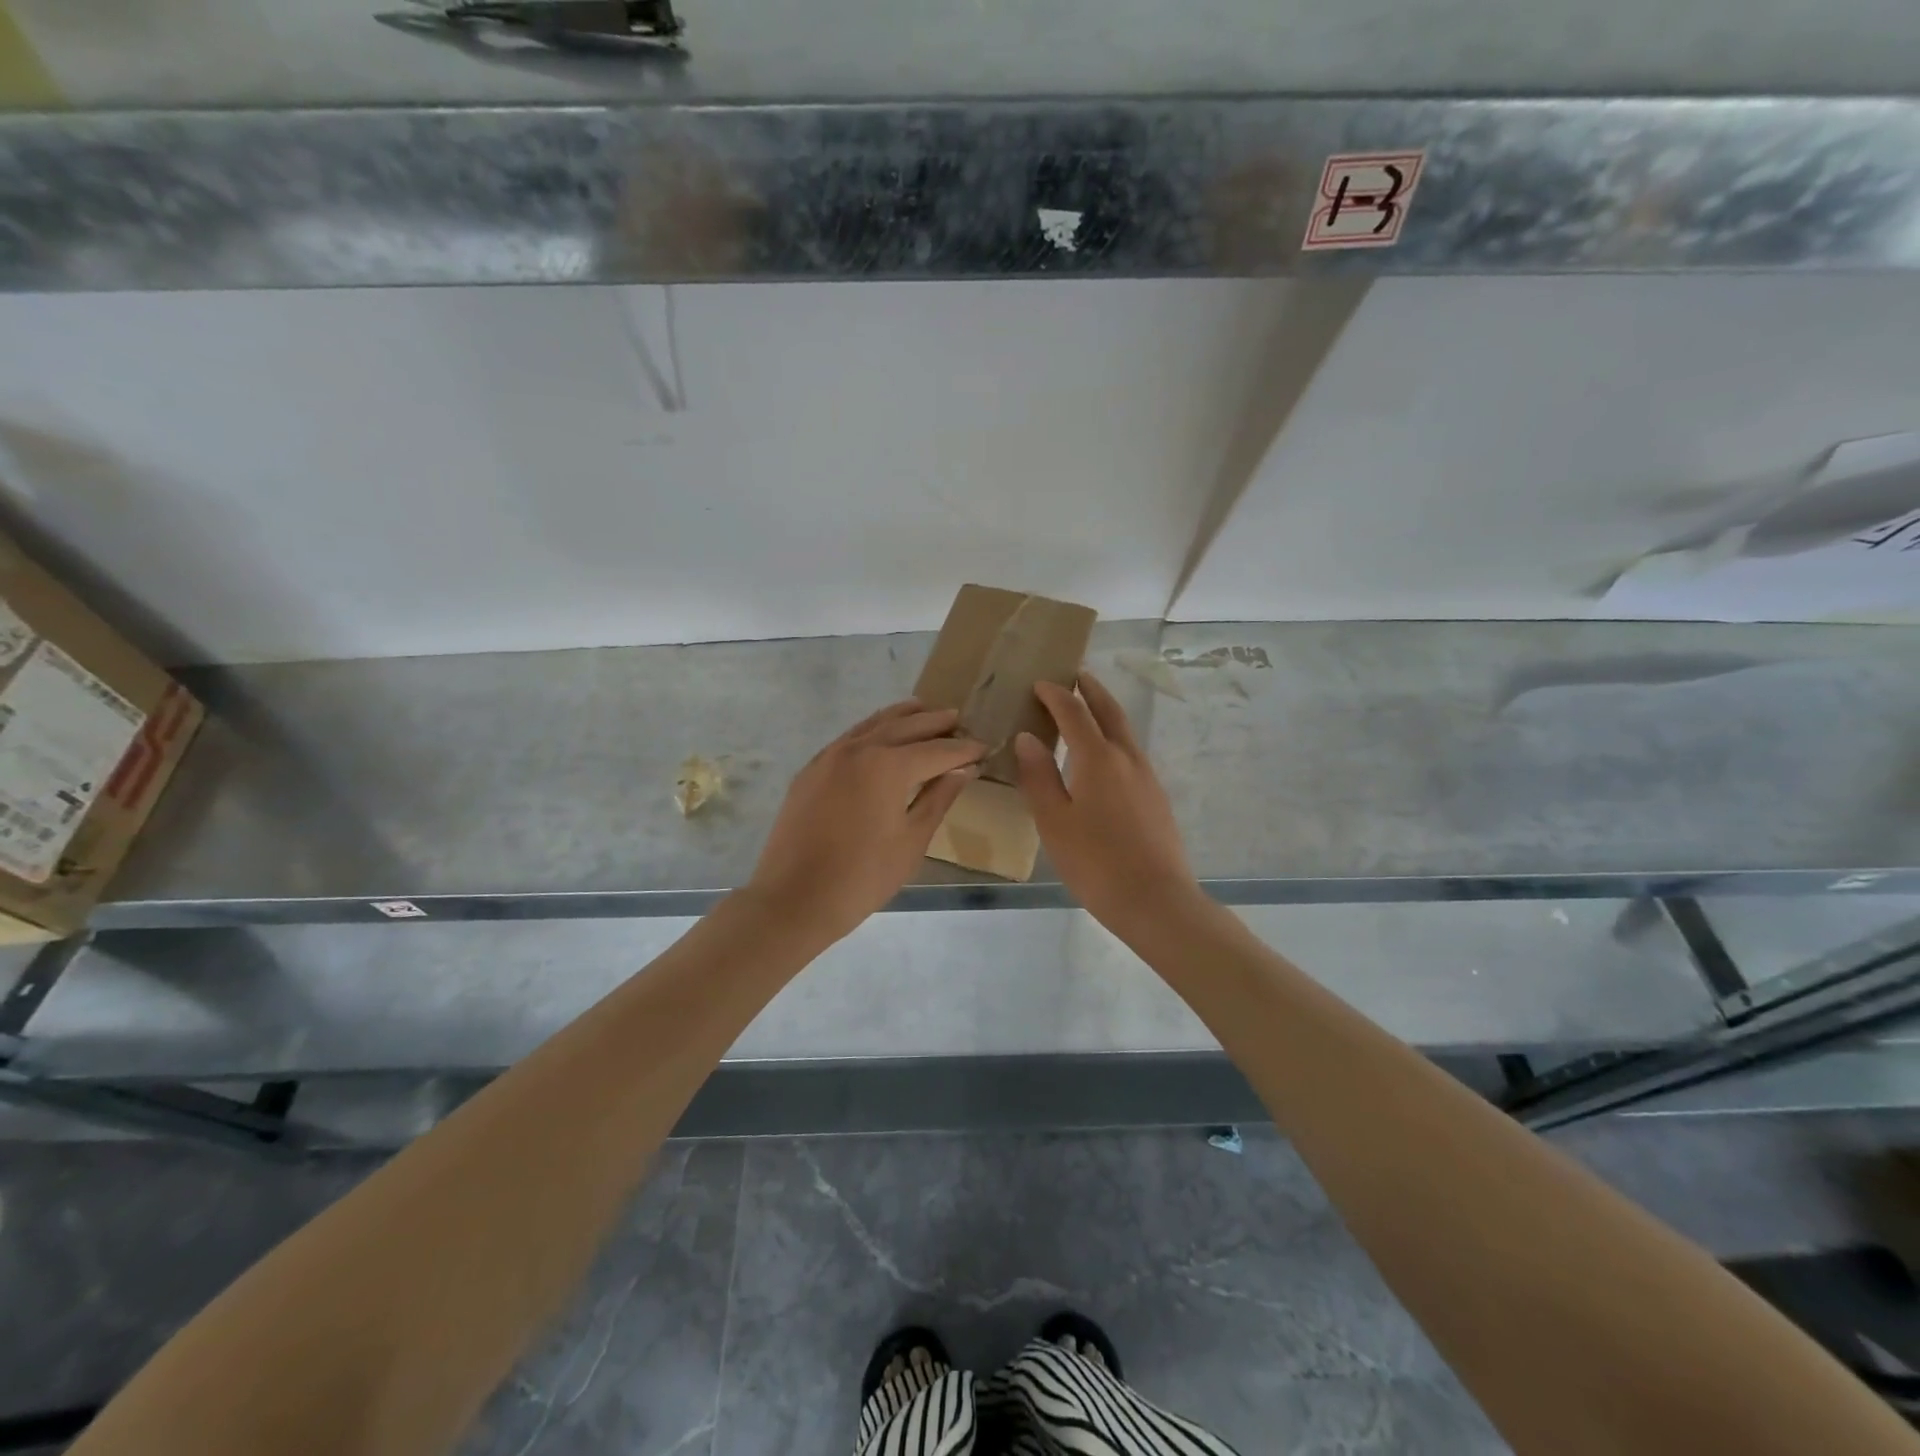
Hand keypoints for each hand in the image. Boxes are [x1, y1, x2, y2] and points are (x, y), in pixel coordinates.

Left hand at [745, 700, 983, 943]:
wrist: (794, 898)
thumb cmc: (863, 876)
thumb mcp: (912, 840)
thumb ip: (938, 798)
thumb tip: (963, 769)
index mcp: (888, 765)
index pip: (937, 750)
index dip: (964, 749)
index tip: (985, 747)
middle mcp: (859, 748)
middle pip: (906, 726)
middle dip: (936, 723)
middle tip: (959, 720)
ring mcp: (830, 756)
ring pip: (874, 724)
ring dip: (903, 716)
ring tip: (924, 710)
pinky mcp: (812, 769)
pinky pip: (850, 737)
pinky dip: (873, 729)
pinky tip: (881, 735)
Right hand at [1014, 671, 1203, 933]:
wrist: (1155, 900)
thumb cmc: (1095, 862)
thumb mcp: (1054, 821)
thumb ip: (1039, 776)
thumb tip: (1027, 737)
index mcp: (1098, 758)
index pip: (1074, 713)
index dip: (1055, 695)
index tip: (1039, 683)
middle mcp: (1127, 758)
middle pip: (1109, 711)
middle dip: (1090, 690)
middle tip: (1075, 676)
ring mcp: (1146, 777)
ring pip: (1124, 731)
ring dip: (1105, 712)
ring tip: (1087, 709)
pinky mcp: (1156, 797)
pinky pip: (1131, 752)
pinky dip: (1113, 738)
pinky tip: (1103, 757)